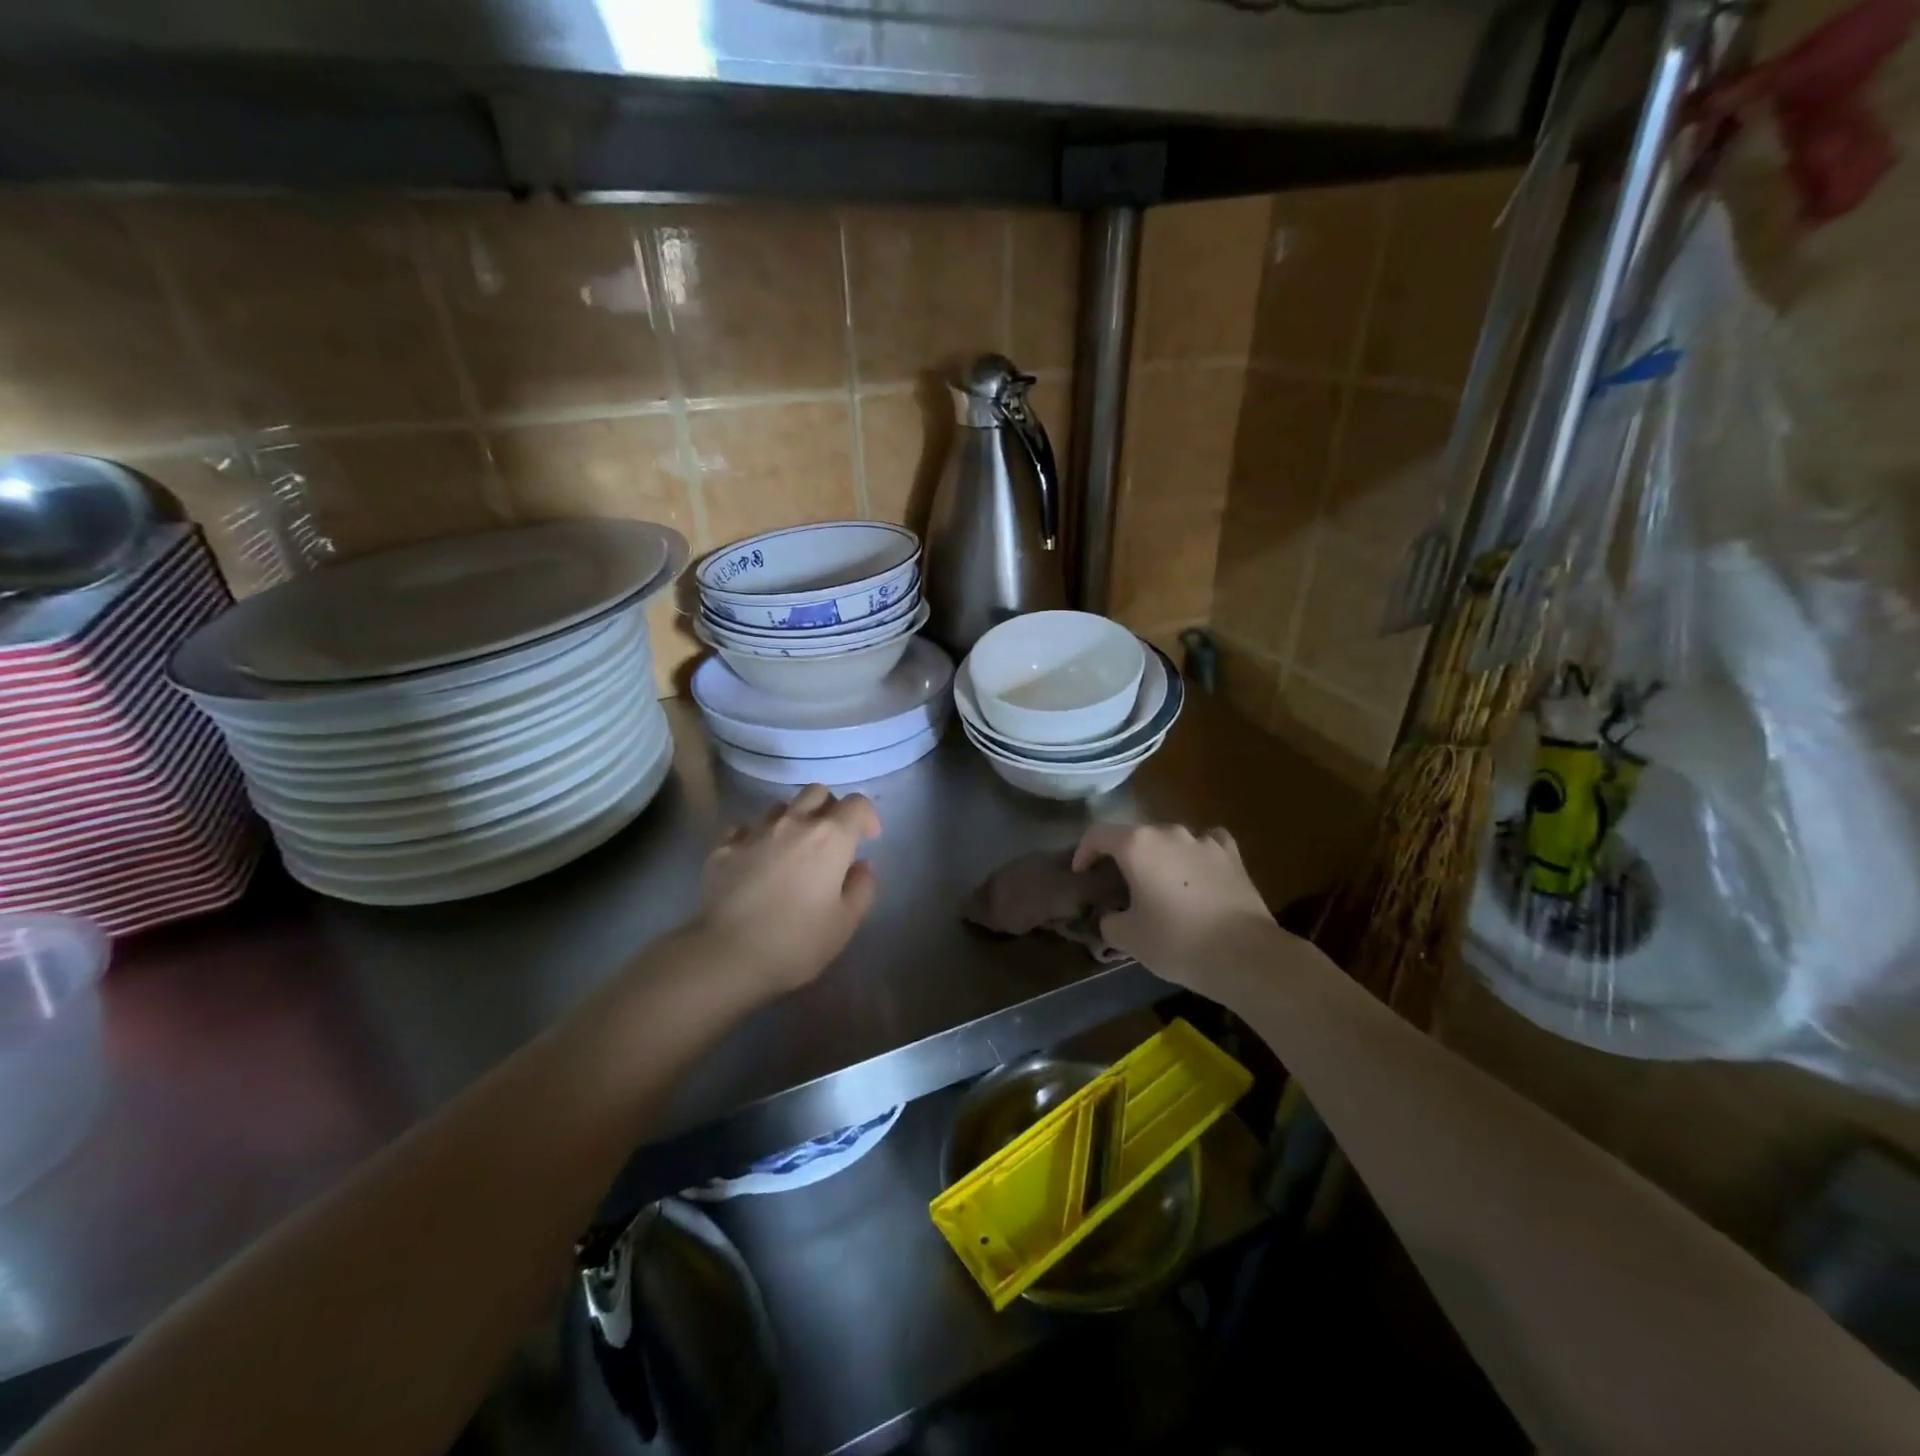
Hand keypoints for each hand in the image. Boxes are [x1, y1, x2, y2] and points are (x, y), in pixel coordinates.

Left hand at [695, 784, 881, 996]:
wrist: (727, 956)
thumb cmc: (797, 942)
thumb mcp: (845, 923)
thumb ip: (862, 888)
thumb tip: (860, 867)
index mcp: (830, 838)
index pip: (857, 804)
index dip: (867, 817)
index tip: (868, 840)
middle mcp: (793, 824)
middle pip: (817, 792)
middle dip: (829, 807)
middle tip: (831, 837)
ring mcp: (754, 832)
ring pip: (780, 807)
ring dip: (792, 820)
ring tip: (792, 849)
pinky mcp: (722, 848)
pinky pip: (743, 828)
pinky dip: (755, 837)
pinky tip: (755, 859)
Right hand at [1073, 822, 1290, 998]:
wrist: (1244, 955)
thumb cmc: (1177, 942)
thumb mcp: (1129, 938)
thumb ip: (1110, 921)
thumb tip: (1112, 916)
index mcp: (1136, 845)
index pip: (1097, 835)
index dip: (1084, 852)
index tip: (1082, 875)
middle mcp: (1169, 832)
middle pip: (1135, 836)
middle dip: (1123, 857)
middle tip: (1120, 885)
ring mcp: (1203, 840)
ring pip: (1170, 840)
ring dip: (1160, 857)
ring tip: (1161, 884)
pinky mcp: (1232, 854)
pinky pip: (1205, 845)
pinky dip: (1195, 856)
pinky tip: (1197, 874)